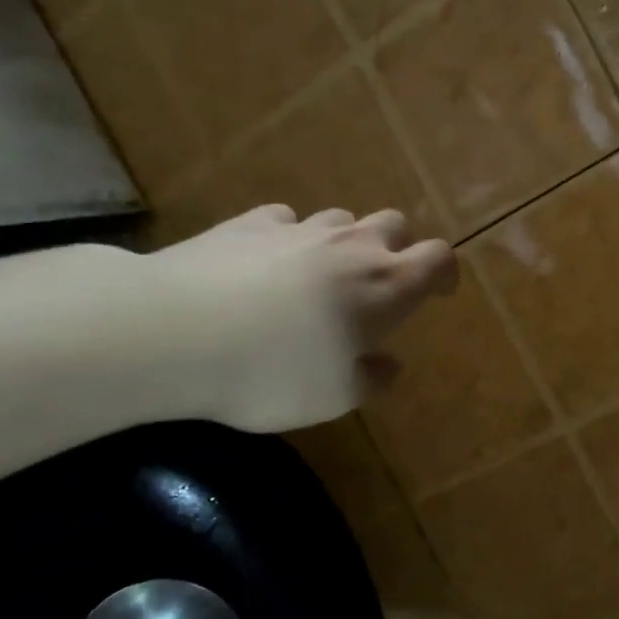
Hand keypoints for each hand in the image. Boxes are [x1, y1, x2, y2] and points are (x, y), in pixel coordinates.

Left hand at [144, 205, 457, 432]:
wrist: (173, 331)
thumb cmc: (272, 371)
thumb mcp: (333, 398)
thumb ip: (370, 379)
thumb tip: (386, 363)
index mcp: (386, 285)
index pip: (438, 258)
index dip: (445, 273)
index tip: (439, 293)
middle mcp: (351, 246)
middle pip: (394, 224)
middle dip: (396, 249)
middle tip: (376, 286)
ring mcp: (299, 228)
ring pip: (341, 219)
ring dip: (343, 243)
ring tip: (319, 278)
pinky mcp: (249, 222)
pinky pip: (285, 221)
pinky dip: (289, 239)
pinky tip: (267, 264)